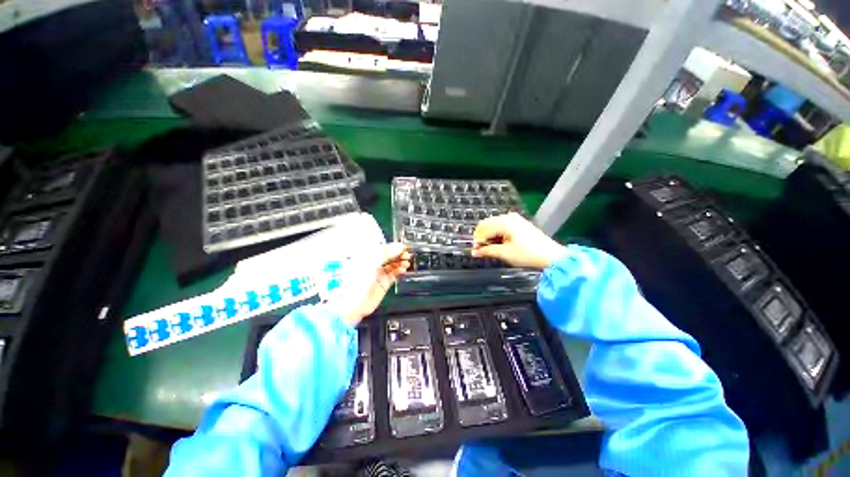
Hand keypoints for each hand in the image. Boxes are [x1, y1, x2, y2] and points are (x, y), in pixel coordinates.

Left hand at [344, 243, 410, 325]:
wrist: (353, 304)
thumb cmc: (355, 282)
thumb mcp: (371, 262)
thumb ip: (386, 253)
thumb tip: (399, 246)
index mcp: (367, 255)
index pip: (383, 247)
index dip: (393, 246)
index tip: (403, 246)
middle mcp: (373, 263)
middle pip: (389, 255)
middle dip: (399, 254)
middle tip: (406, 254)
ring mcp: (378, 273)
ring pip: (393, 264)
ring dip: (401, 262)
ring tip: (406, 262)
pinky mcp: (384, 282)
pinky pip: (394, 273)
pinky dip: (400, 270)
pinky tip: (403, 269)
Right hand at [471, 213, 566, 269]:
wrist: (551, 256)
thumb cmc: (527, 254)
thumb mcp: (505, 253)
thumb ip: (487, 251)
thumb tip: (474, 252)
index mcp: (504, 222)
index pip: (483, 230)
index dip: (477, 241)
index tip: (475, 252)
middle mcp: (508, 217)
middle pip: (486, 224)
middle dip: (481, 237)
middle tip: (480, 250)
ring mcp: (514, 218)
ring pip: (493, 224)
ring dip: (488, 235)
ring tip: (488, 248)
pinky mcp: (518, 222)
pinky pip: (501, 225)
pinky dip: (496, 233)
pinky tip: (497, 243)